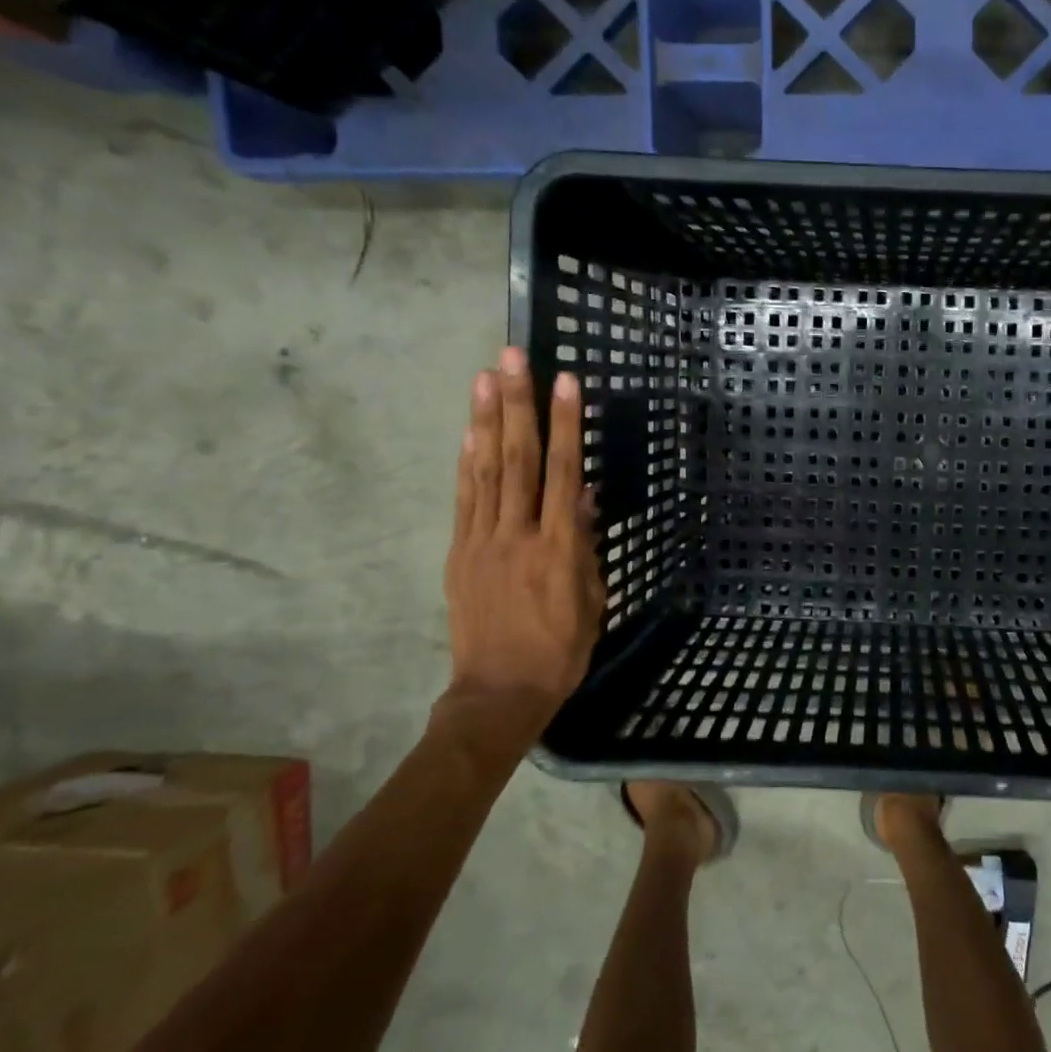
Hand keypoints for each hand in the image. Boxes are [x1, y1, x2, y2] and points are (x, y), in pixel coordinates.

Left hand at [441, 348, 604, 733]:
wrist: (499, 693)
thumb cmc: (560, 651)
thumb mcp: (591, 599)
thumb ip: (584, 544)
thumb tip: (582, 495)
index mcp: (559, 548)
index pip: (564, 473)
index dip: (566, 425)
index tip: (567, 383)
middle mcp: (518, 535)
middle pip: (519, 459)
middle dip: (519, 404)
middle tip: (515, 357)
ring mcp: (482, 542)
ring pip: (486, 471)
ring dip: (486, 420)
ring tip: (486, 377)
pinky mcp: (459, 554)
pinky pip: (464, 500)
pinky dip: (465, 463)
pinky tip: (469, 432)